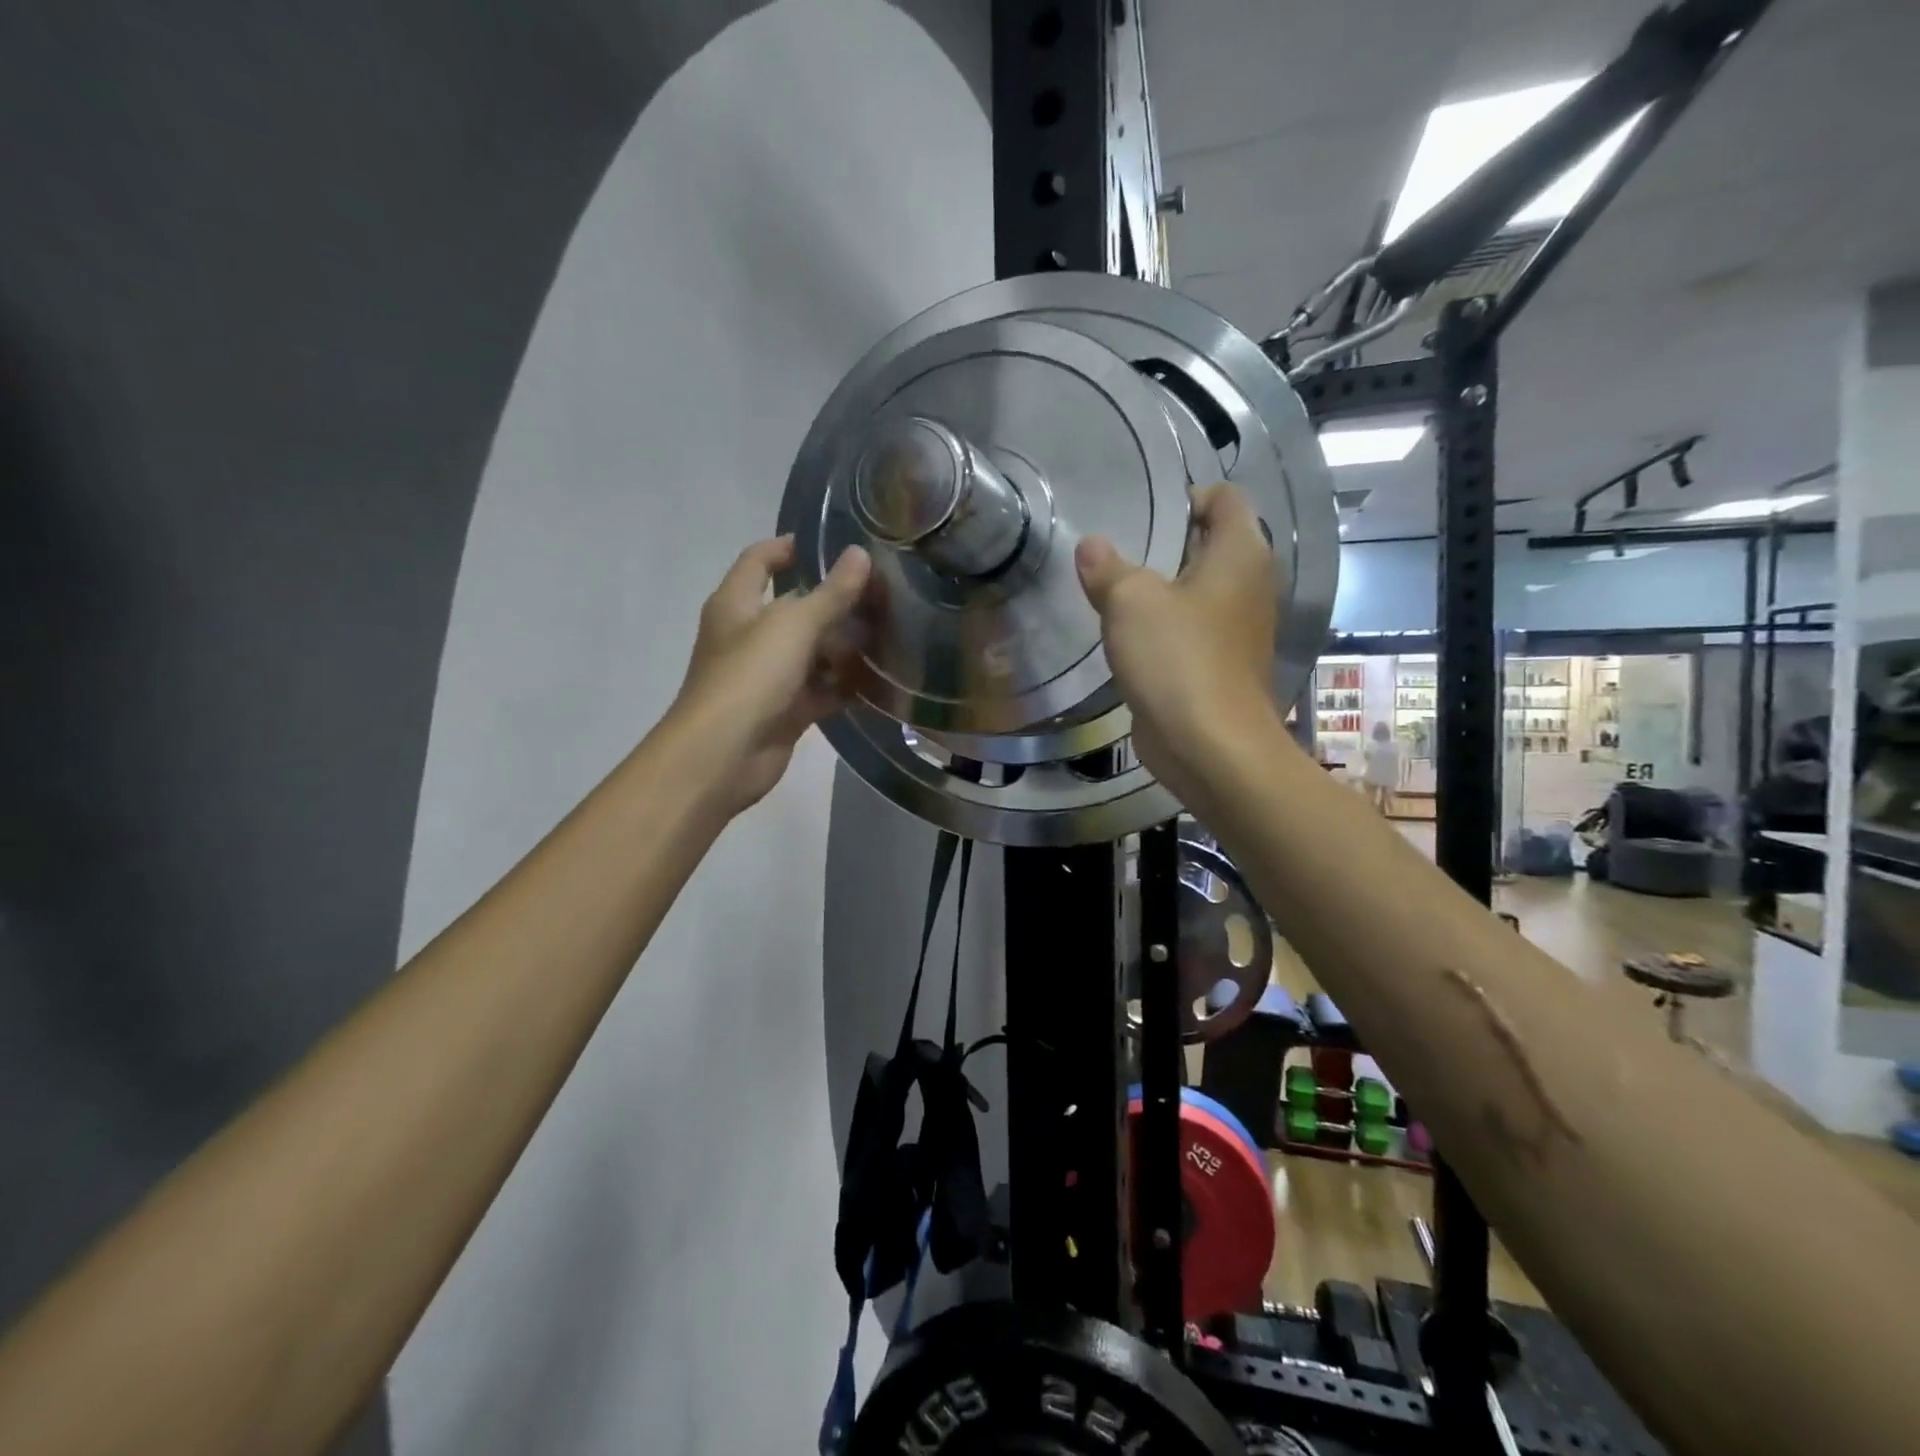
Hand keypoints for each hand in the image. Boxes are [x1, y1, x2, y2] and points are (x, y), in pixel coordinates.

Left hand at [669, 535, 872, 814]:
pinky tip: (879, 679)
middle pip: (794, 608)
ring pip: (811, 652)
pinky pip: (819, 690)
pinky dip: (843, 686)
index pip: (760, 561)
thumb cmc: (749, 677)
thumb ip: (831, 593)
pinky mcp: (784, 710)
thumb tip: (860, 554)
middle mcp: (749, 635)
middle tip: (881, 594)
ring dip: (844, 646)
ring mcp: (767, 676)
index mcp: (737, 604)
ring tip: (890, 634)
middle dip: (833, 602)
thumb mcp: (793, 626)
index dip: (789, 547)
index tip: (830, 542)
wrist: (722, 756)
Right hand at [1074, 483, 1283, 808]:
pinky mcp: (1221, 666)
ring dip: (1161, 591)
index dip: (1186, 496)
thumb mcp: (1130, 602)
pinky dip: (1164, 628)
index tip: (1141, 514)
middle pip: (1210, 545)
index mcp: (1240, 553)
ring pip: (1197, 592)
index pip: (1224, 498)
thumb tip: (1090, 546)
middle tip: (1116, 549)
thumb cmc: (1177, 658)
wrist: (1210, 746)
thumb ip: (1107, 568)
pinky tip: (1127, 636)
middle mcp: (1249, 585)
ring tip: (1113, 589)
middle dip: (1166, 545)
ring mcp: (1238, 630)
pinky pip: (1190, 631)